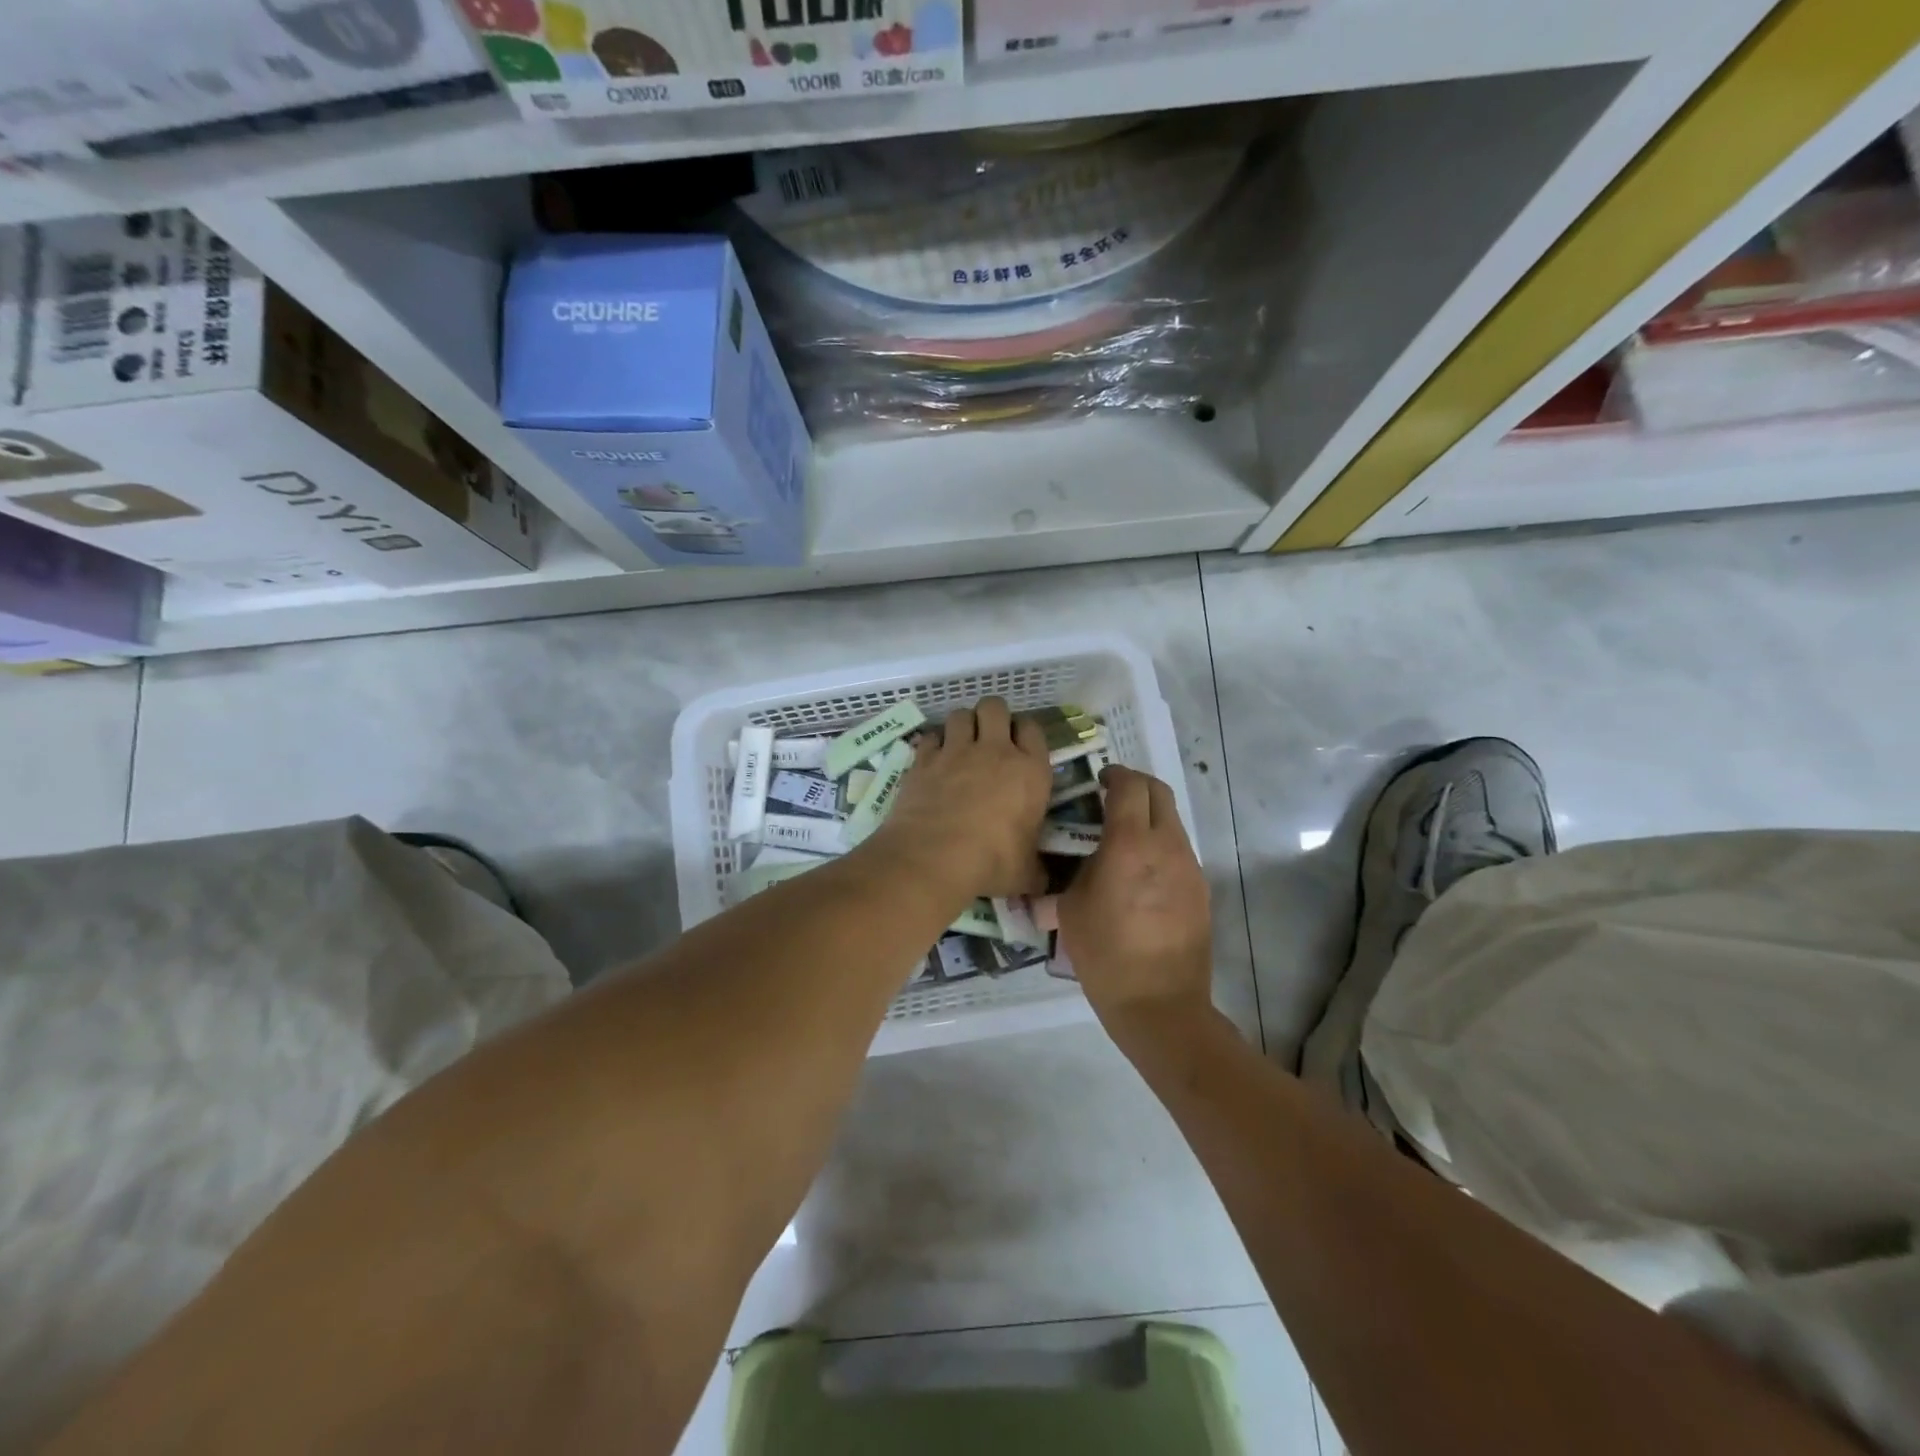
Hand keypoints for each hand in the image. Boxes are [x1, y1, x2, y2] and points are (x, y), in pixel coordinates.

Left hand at [863, 698, 1051, 901]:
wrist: (934, 857)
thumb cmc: (991, 862)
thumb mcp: (1025, 873)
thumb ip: (1036, 871)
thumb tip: (1043, 884)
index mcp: (1030, 771)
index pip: (1033, 729)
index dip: (1025, 732)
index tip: (1020, 746)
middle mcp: (994, 751)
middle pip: (995, 707)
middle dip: (992, 716)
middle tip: (989, 738)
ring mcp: (956, 751)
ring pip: (960, 714)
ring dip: (962, 725)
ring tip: (960, 744)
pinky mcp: (924, 760)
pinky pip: (930, 737)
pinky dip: (933, 743)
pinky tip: (933, 759)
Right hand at [1060, 765, 1213, 1054]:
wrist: (1159, 1003)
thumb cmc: (1105, 954)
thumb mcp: (1070, 908)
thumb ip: (1074, 870)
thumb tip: (1075, 857)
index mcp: (1130, 844)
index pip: (1130, 785)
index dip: (1115, 774)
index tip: (1099, 781)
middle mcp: (1166, 846)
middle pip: (1159, 793)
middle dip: (1136, 786)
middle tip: (1111, 798)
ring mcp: (1189, 867)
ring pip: (1172, 822)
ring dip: (1149, 818)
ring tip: (1122, 841)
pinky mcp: (1200, 889)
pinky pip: (1178, 852)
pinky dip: (1159, 847)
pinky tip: (1140, 876)